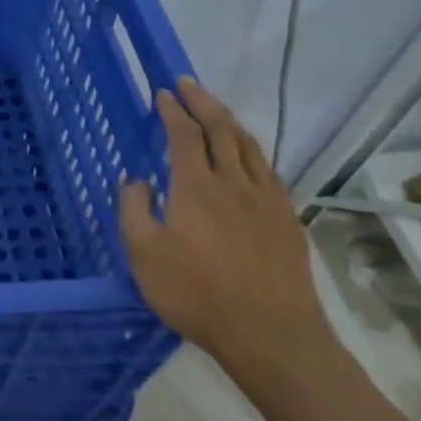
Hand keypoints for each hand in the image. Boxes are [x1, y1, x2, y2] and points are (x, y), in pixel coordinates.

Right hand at [118, 77, 328, 374]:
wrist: (272, 336)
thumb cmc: (196, 293)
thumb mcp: (143, 253)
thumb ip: (133, 210)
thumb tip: (136, 181)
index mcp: (195, 186)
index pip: (184, 134)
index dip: (173, 110)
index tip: (163, 93)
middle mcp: (233, 183)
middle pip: (222, 130)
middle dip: (203, 102)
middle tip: (188, 84)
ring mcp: (266, 201)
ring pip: (250, 148)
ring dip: (231, 122)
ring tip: (217, 111)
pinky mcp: (287, 222)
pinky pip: (269, 173)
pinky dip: (253, 153)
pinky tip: (249, 158)